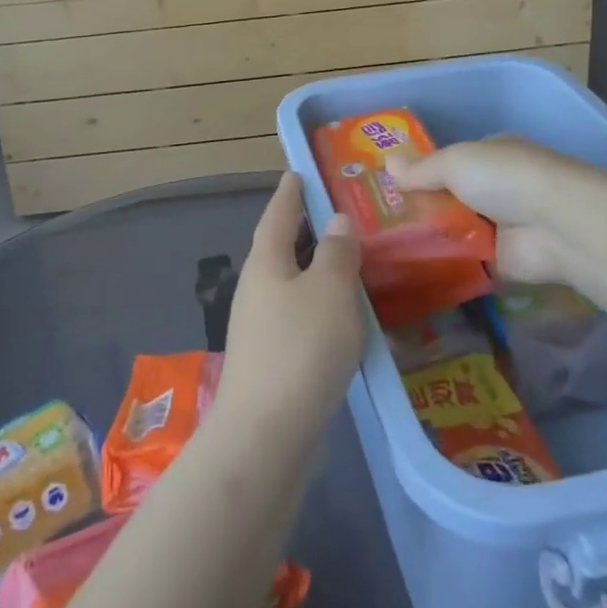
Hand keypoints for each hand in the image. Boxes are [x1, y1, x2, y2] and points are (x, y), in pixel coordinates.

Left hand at [216, 173, 365, 450]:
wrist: (266, 436)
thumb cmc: (300, 349)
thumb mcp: (330, 292)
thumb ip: (337, 254)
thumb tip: (337, 222)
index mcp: (266, 262)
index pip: (279, 214)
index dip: (291, 192)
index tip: (299, 172)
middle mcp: (257, 288)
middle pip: (282, 248)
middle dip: (307, 231)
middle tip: (339, 216)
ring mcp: (260, 327)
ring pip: (292, 285)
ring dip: (316, 271)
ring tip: (349, 263)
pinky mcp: (271, 360)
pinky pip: (299, 317)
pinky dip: (320, 307)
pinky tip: (342, 318)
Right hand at [387, 136, 574, 283]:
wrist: (555, 225)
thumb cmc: (503, 178)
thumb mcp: (454, 162)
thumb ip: (421, 168)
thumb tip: (387, 162)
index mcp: (490, 154)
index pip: (450, 162)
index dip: (422, 172)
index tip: (389, 186)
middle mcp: (497, 187)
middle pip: (451, 196)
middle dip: (422, 206)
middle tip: (379, 219)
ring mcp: (501, 225)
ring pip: (456, 229)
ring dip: (431, 236)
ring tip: (385, 246)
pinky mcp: (503, 260)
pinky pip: (466, 260)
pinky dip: (446, 263)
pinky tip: (411, 267)